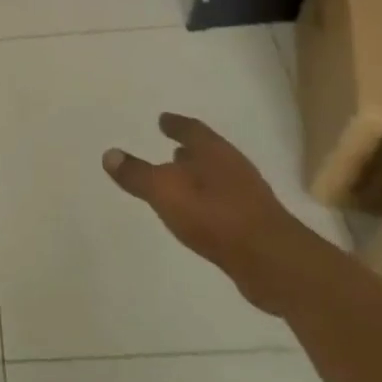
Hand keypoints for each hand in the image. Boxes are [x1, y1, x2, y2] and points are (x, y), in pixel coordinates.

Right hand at [103, 113, 310, 313]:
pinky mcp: (255, 225)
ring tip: (182, 182)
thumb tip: (109, 154)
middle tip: (172, 149)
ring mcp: (248, 196)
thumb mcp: (164, 191)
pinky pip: (225, 204)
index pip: (191, 129)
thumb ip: (137, 174)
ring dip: (200, 177)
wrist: (272, 261)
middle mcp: (233, 167)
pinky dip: (209, 203)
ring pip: (218, 178)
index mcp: (213, 151)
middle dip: (190, 151)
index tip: (163, 119)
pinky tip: (200, 216)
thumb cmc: (214, 215)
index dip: (175, 124)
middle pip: (208, 152)